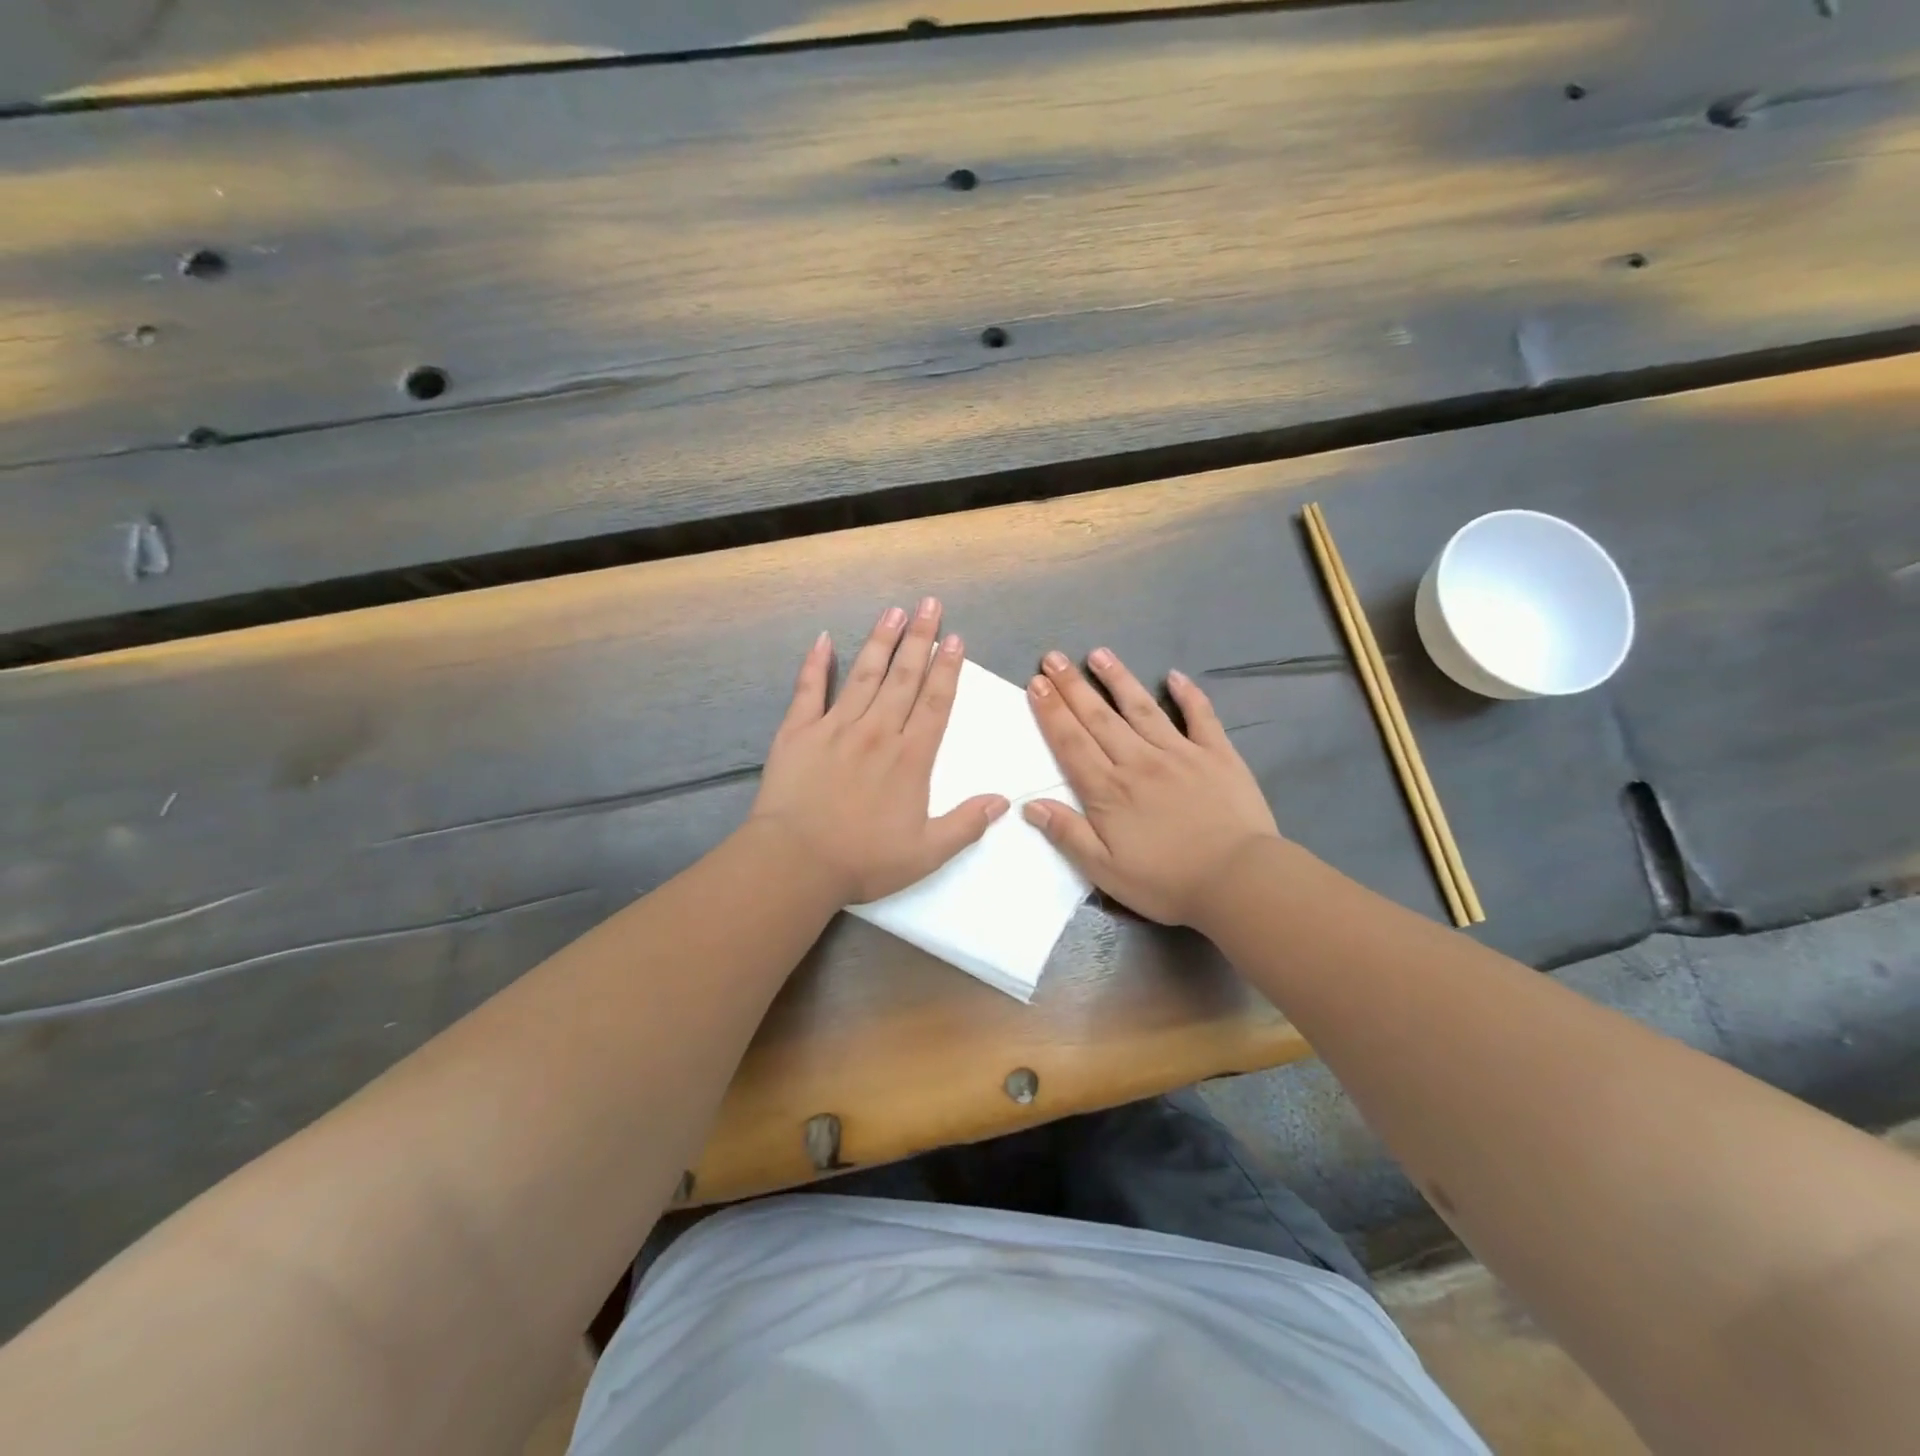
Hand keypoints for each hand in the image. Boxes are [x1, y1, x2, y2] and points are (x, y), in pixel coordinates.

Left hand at [751, 598, 1008, 904]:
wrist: (796, 862)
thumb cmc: (863, 860)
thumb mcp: (927, 854)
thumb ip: (966, 825)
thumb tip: (1003, 800)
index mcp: (911, 757)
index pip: (935, 702)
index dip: (947, 669)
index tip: (955, 638)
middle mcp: (877, 731)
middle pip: (904, 677)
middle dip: (920, 639)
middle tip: (929, 604)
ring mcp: (835, 726)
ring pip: (864, 674)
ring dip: (881, 641)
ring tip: (894, 612)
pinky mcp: (798, 731)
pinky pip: (809, 689)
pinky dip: (816, 663)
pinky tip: (825, 639)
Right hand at [1023, 648, 1282, 926]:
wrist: (1239, 881)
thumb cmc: (1167, 882)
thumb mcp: (1105, 871)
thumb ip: (1068, 834)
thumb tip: (1031, 805)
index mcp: (1109, 790)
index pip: (1071, 743)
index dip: (1051, 712)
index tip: (1036, 683)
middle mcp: (1138, 761)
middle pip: (1099, 718)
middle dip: (1073, 686)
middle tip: (1053, 658)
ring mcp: (1180, 753)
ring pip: (1142, 708)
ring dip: (1118, 679)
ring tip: (1099, 654)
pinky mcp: (1217, 755)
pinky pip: (1200, 717)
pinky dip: (1188, 695)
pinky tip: (1175, 676)